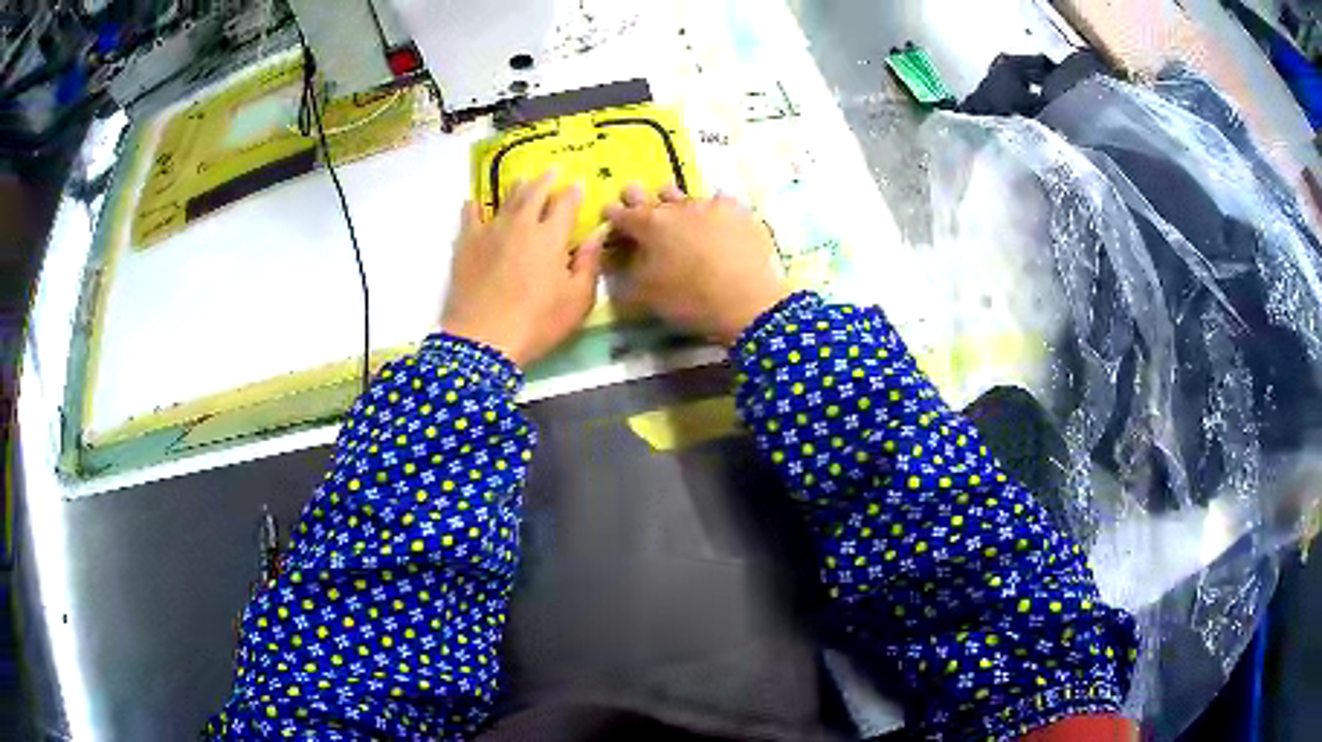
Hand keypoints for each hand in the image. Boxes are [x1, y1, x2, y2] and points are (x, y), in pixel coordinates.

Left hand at [441, 171, 606, 366]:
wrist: (483, 340)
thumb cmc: (537, 322)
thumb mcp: (577, 300)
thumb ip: (589, 264)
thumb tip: (596, 235)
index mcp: (551, 236)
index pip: (565, 204)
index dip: (573, 192)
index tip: (578, 183)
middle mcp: (521, 224)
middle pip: (534, 193)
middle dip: (545, 181)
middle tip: (551, 171)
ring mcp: (490, 231)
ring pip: (505, 200)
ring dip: (516, 188)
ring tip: (521, 180)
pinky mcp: (466, 244)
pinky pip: (469, 217)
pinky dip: (473, 207)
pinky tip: (473, 202)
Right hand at [606, 185, 790, 345]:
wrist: (748, 300)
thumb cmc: (689, 300)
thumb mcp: (646, 295)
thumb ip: (627, 273)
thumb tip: (617, 261)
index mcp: (649, 225)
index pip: (621, 213)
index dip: (612, 214)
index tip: (609, 214)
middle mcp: (676, 207)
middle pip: (652, 195)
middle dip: (639, 198)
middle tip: (636, 199)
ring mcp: (710, 205)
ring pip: (685, 195)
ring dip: (676, 201)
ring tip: (677, 210)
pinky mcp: (739, 212)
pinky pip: (720, 202)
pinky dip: (714, 209)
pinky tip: (718, 218)